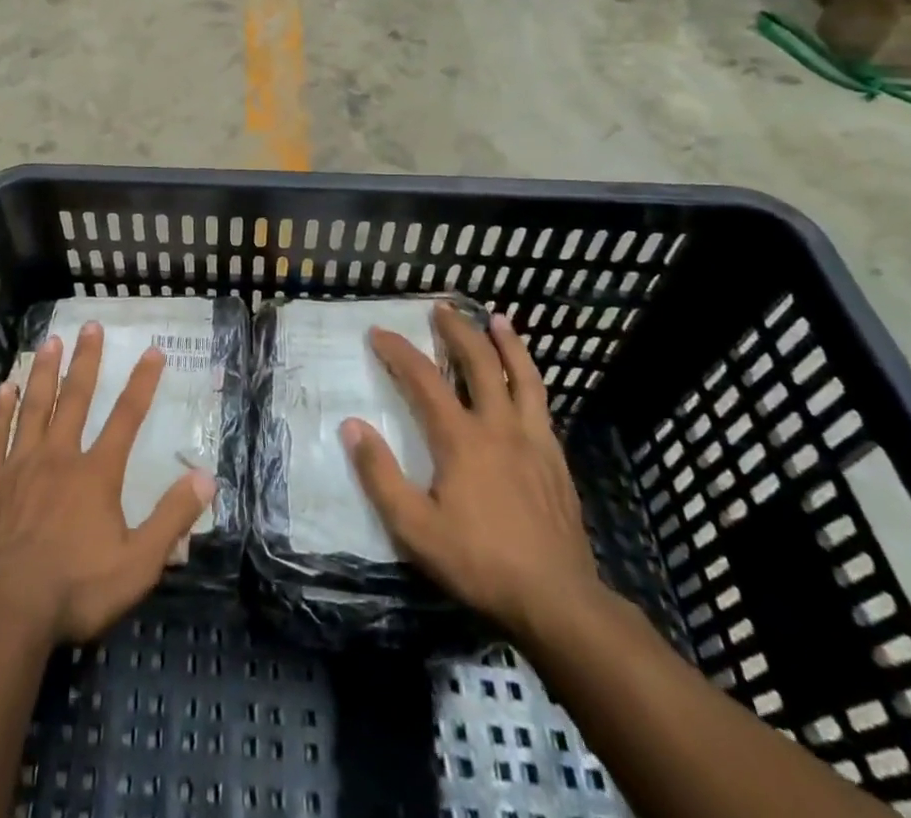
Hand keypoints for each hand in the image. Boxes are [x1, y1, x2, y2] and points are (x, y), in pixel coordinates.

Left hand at [0, 323, 215, 646]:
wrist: (0, 608)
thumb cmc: (73, 589)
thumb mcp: (137, 564)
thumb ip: (171, 519)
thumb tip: (207, 477)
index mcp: (96, 473)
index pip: (127, 417)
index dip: (142, 382)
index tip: (153, 350)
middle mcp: (59, 456)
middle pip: (76, 398)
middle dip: (86, 360)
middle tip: (90, 326)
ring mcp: (19, 465)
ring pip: (34, 406)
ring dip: (44, 372)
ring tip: (49, 341)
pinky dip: (1, 409)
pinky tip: (4, 387)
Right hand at [341, 303, 602, 640]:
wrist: (558, 601)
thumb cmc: (479, 562)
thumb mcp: (415, 528)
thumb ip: (380, 475)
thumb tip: (351, 426)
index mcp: (461, 439)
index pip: (423, 379)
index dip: (398, 351)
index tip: (379, 332)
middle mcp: (498, 427)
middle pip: (479, 363)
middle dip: (458, 331)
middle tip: (441, 309)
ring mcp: (533, 441)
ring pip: (523, 377)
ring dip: (508, 344)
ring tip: (498, 319)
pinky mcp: (556, 460)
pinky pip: (542, 404)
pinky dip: (530, 379)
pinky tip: (527, 380)